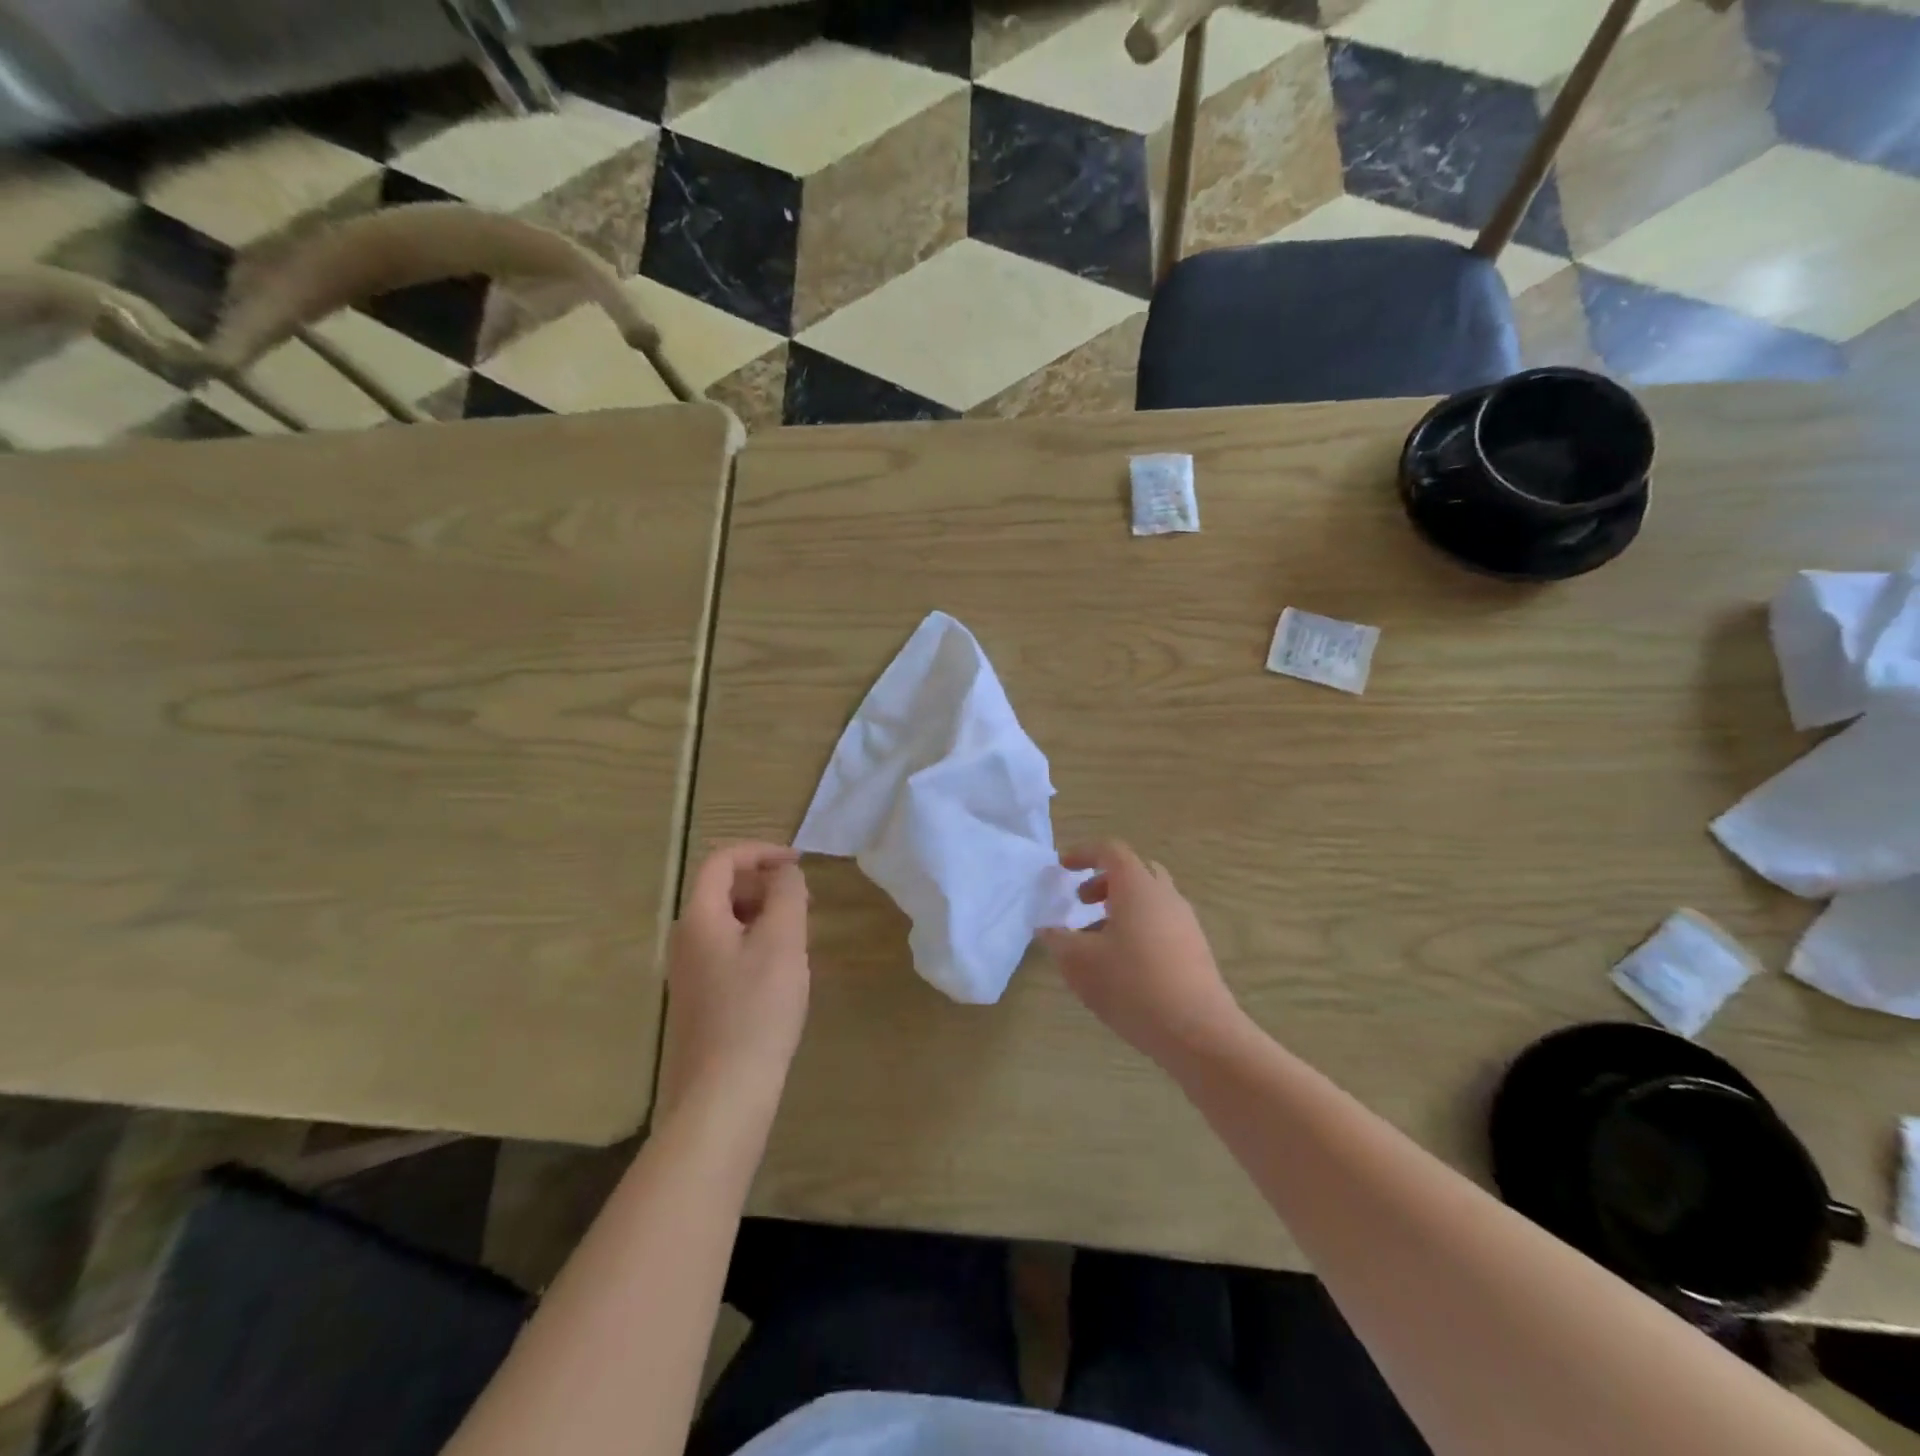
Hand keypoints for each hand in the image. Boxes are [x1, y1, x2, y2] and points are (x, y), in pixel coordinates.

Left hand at [661, 843, 810, 1111]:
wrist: (723, 1094)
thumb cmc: (757, 1010)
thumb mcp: (782, 942)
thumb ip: (787, 895)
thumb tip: (785, 872)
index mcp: (699, 918)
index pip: (721, 861)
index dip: (761, 852)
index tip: (799, 862)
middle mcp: (685, 940)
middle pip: (721, 890)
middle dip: (764, 884)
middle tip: (804, 901)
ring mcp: (688, 973)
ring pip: (727, 922)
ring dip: (763, 914)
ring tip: (798, 935)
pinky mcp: (699, 1000)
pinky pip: (727, 951)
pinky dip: (755, 942)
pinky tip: (781, 972)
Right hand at [1038, 841, 1246, 1070]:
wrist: (1198, 1032)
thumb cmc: (1132, 986)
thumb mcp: (1080, 963)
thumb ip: (1059, 940)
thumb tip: (1048, 929)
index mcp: (1137, 887)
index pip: (1111, 851)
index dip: (1084, 853)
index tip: (1063, 868)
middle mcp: (1165, 895)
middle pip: (1135, 871)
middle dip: (1104, 881)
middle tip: (1082, 903)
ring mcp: (1185, 922)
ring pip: (1150, 899)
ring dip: (1121, 908)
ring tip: (1097, 941)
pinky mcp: (1195, 949)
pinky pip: (1162, 923)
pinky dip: (1138, 928)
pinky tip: (1123, 964)